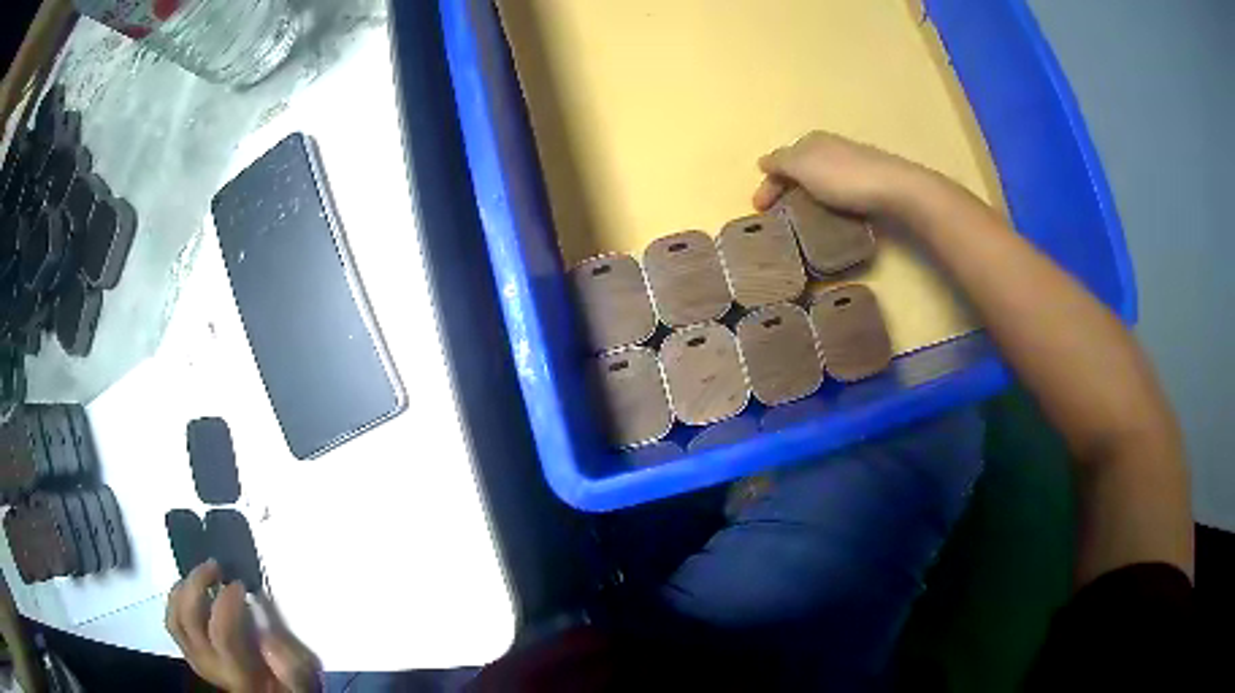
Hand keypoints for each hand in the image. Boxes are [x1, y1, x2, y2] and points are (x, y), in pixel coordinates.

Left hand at [166, 560, 320, 692]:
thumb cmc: (288, 685)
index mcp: (239, 673)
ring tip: (201, 573)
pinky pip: (173, 623)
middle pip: (190, 620)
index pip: (222, 632)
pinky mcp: (190, 653)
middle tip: (215, 566)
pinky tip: (192, 589)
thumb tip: (268, 636)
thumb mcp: (301, 677)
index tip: (239, 584)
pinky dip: (177, 600)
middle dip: (198, 585)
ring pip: (175, 619)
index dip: (226, 603)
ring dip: (184, 589)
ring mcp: (197, 659)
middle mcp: (211, 665)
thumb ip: (289, 660)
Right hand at [752, 131, 927, 216]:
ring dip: (805, 195)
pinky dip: (825, 199)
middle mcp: (828, 146)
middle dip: (785, 188)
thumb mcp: (802, 166)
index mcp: (809, 140)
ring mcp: (849, 161)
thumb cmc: (843, 177)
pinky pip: (835, 188)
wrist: (894, 188)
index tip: (759, 211)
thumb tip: (763, 161)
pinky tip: (828, 211)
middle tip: (778, 215)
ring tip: (801, 217)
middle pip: (798, 168)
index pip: (779, 161)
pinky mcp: (866, 179)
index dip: (767, 185)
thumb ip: (780, 162)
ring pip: (816, 178)